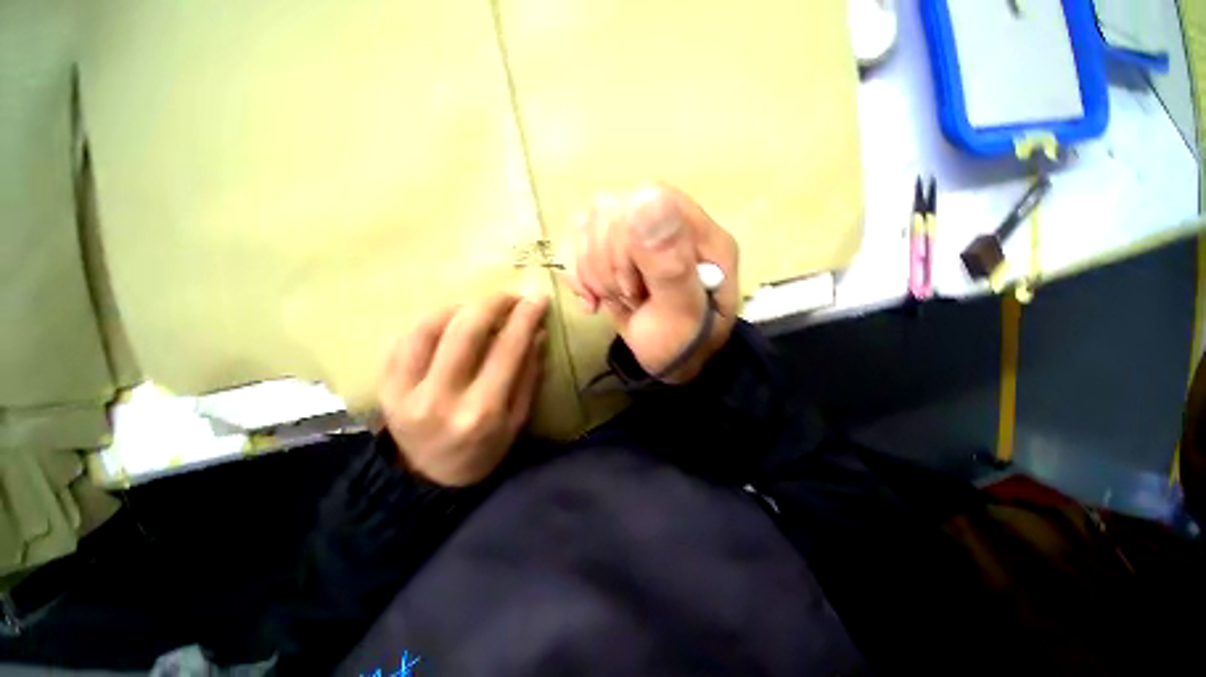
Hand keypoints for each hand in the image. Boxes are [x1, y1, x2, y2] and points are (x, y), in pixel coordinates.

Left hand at [379, 294, 548, 485]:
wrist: (429, 480)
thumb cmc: (484, 451)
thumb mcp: (517, 421)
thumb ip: (528, 376)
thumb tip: (536, 334)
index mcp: (482, 410)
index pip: (508, 349)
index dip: (525, 318)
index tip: (537, 298)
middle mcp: (442, 398)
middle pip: (465, 331)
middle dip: (492, 303)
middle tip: (509, 296)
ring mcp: (406, 392)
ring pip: (429, 329)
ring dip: (458, 307)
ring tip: (478, 307)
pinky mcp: (386, 389)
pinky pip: (404, 341)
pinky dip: (429, 322)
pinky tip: (448, 320)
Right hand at [565, 185, 739, 382]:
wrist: (668, 360)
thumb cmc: (681, 344)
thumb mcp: (681, 313)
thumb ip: (669, 263)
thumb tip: (646, 199)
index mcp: (698, 233)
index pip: (649, 198)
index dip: (626, 244)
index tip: (633, 289)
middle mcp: (668, 222)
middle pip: (610, 211)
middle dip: (607, 268)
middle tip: (627, 300)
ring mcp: (638, 232)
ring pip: (588, 224)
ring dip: (592, 274)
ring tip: (615, 300)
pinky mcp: (613, 246)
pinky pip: (575, 241)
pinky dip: (577, 275)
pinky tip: (593, 297)